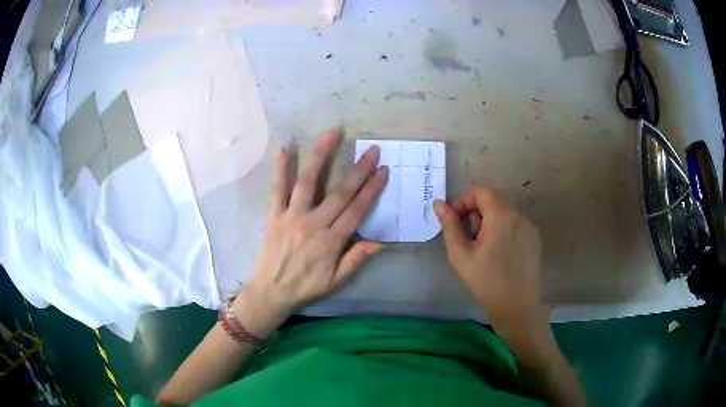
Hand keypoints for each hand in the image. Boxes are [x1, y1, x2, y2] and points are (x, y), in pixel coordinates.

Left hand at [243, 130, 387, 321]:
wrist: (271, 291)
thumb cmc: (306, 287)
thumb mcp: (336, 281)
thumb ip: (356, 259)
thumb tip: (381, 242)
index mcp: (331, 242)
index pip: (356, 210)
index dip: (371, 190)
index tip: (383, 170)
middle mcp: (313, 224)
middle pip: (339, 193)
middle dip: (358, 170)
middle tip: (372, 150)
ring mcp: (291, 216)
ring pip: (307, 182)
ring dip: (320, 156)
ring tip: (331, 134)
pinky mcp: (274, 215)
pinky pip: (277, 189)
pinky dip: (280, 168)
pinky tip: (284, 148)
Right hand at [433, 187, 545, 329]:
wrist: (516, 306)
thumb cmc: (485, 281)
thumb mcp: (460, 254)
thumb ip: (450, 225)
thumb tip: (438, 204)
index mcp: (501, 215)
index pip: (481, 191)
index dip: (464, 201)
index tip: (455, 221)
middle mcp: (519, 214)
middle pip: (494, 199)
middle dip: (476, 211)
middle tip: (468, 236)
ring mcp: (529, 226)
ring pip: (505, 210)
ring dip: (490, 220)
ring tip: (482, 246)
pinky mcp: (534, 238)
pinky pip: (515, 223)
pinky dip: (503, 228)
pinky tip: (498, 253)